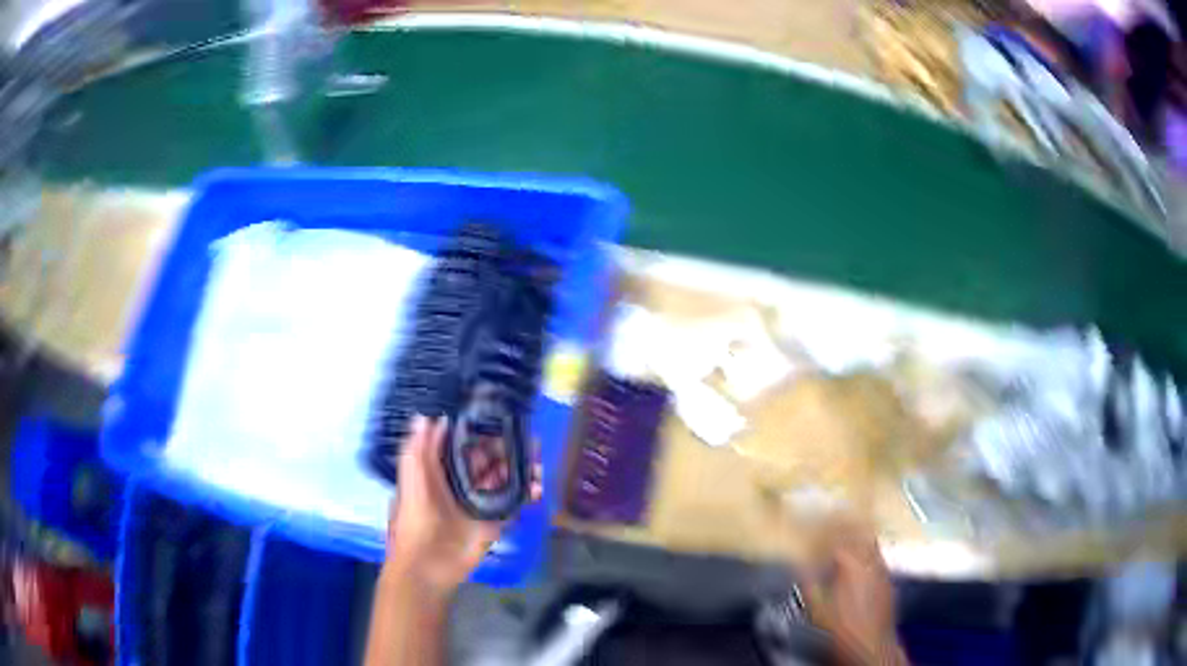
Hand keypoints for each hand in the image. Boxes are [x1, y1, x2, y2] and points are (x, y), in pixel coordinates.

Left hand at [386, 415, 540, 592]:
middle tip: (528, 441)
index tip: (500, 420)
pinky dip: (527, 495)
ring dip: (520, 470)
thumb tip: (429, 416)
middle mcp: (460, 485)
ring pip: (503, 481)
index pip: (462, 446)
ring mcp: (479, 505)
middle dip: (507, 450)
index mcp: (439, 472)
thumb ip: (419, 449)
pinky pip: (514, 505)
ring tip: (538, 465)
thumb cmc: (416, 519)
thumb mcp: (413, 479)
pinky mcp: (493, 524)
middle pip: (487, 462)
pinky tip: (537, 488)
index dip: (480, 433)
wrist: (427, 566)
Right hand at [802, 522, 906, 665]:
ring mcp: (882, 569)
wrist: (870, 644)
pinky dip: (868, 550)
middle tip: (835, 517)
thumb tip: (799, 564)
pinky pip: (878, 556)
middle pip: (860, 532)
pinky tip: (862, 558)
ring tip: (849, 531)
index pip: (838, 536)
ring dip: (860, 534)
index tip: (817, 519)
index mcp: (850, 564)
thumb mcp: (816, 607)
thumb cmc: (840, 627)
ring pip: (871, 542)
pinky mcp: (888, 579)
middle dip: (847, 523)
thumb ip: (808, 582)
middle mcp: (869, 561)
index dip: (827, 526)